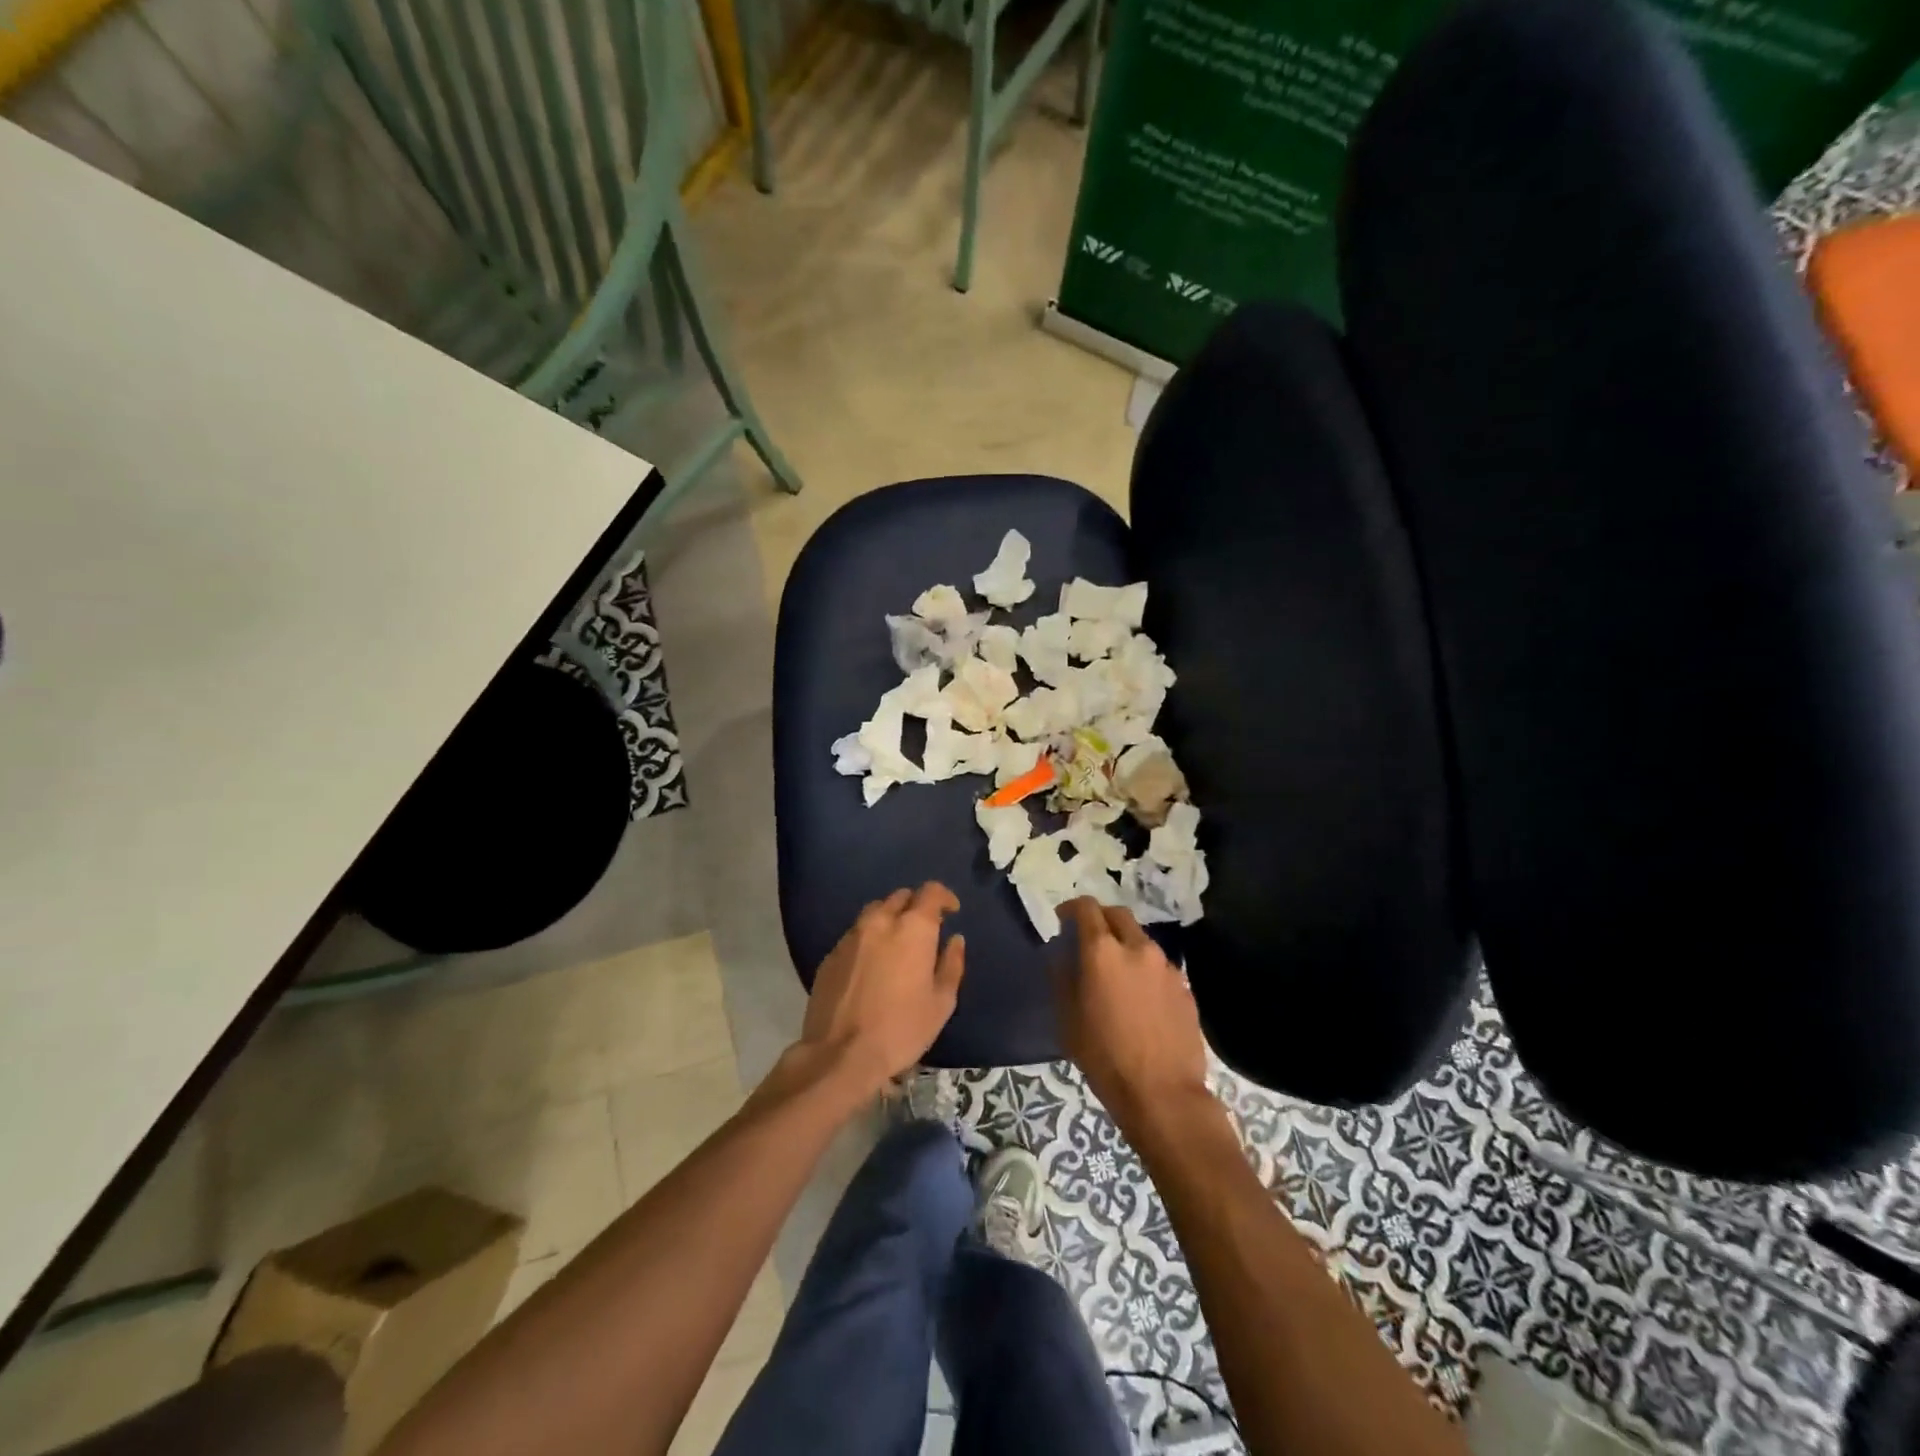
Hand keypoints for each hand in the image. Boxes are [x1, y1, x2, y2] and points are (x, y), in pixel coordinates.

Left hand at [796, 883, 965, 1096]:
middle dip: (916, 906)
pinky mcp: (830, 955)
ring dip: (890, 918)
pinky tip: (871, 964)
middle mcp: (880, 921)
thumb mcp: (941, 1003)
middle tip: (925, 929)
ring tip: (897, 942)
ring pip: (874, 912)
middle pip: (900, 897)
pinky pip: (855, 934)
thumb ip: (951, 964)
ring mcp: (851, 936)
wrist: (840, 1055)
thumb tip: (955, 940)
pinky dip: (868, 938)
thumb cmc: (901, 1029)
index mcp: (913, 928)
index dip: (944, 896)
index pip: (930, 891)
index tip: (952, 910)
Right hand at [1057, 898, 1211, 1130]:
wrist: (1163, 1094)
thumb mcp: (1068, 1019)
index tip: (1063, 920)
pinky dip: (1144, 969)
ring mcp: (1166, 966)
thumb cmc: (1105, 1057)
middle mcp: (1138, 948)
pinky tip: (1140, 998)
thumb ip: (1062, 976)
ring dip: (1125, 945)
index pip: (1086, 908)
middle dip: (1101, 919)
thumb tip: (1061, 952)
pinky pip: (1159, 966)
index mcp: (1103, 952)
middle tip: (1089, 939)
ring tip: (1115, 973)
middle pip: (1118, 915)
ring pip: (1141, 940)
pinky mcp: (1185, 987)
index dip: (1071, 908)